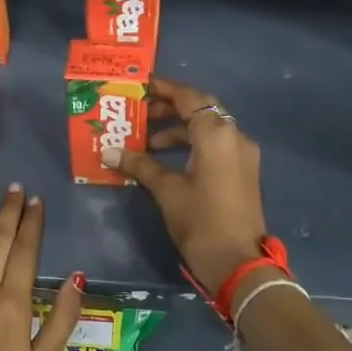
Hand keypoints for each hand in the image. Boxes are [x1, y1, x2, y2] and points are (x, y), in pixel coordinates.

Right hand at [106, 75, 266, 296]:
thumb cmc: (201, 221)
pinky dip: (192, 145)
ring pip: (209, 128)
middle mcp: (235, 136)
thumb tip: (108, 151)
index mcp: (217, 133)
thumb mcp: (166, 190)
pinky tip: (168, 160)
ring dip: (179, 129)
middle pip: (201, 109)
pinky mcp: (243, 172)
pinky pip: (216, 146)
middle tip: (140, 113)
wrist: (238, 264)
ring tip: (147, 142)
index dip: (163, 89)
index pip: (189, 97)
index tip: (140, 86)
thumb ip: (140, 165)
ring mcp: (242, 154)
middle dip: (170, 108)